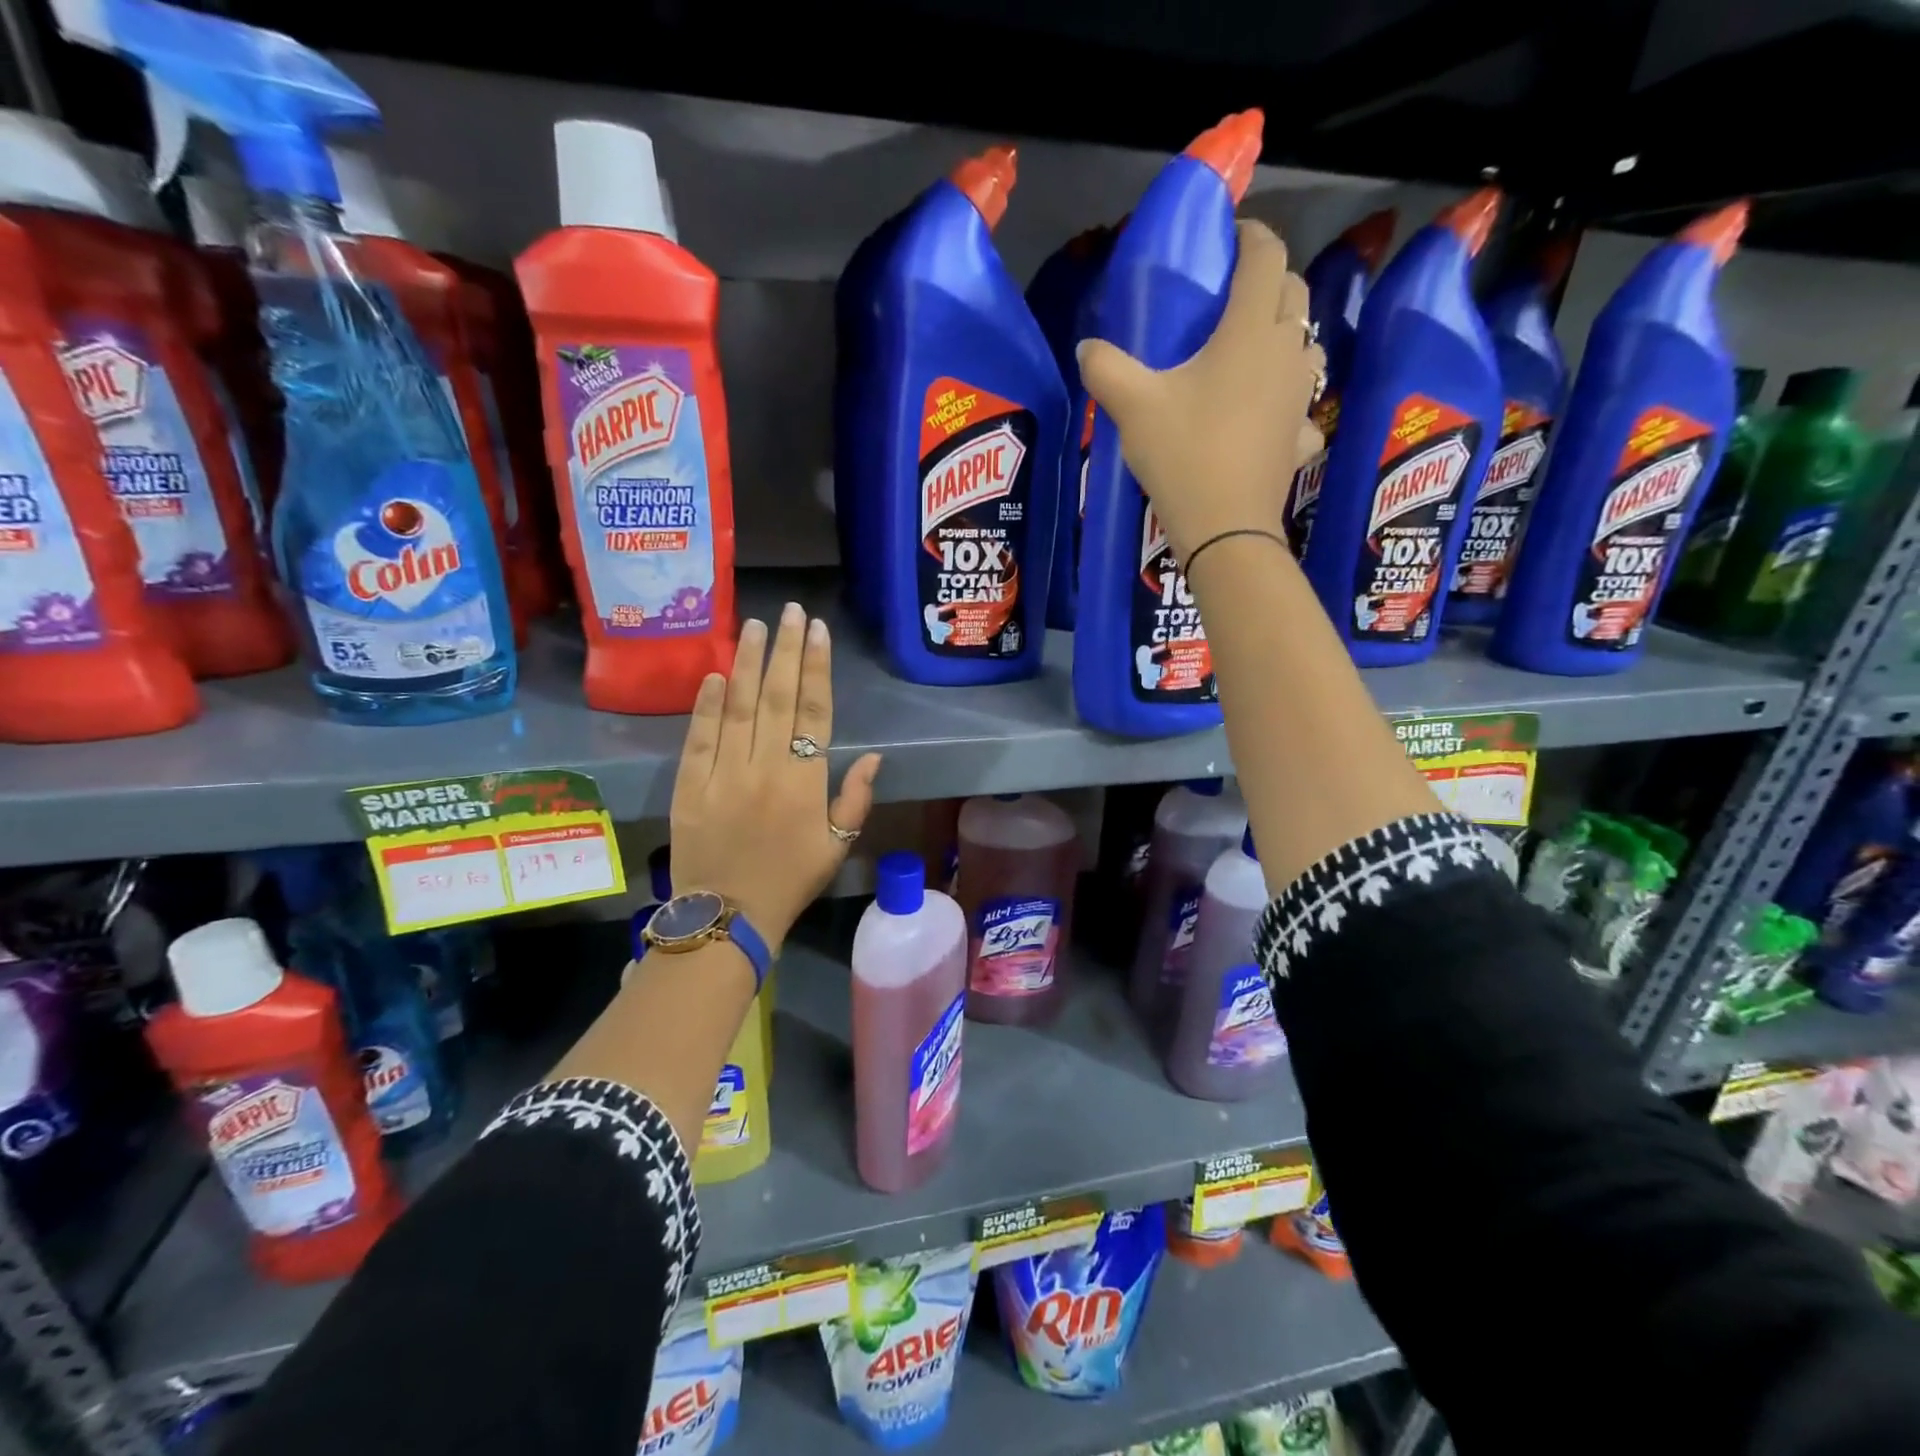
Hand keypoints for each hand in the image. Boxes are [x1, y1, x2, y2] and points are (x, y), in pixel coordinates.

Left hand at [669, 602, 882, 950]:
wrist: (727, 915)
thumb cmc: (790, 880)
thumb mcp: (837, 846)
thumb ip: (855, 798)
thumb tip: (874, 756)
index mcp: (805, 781)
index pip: (814, 711)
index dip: (817, 668)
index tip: (817, 631)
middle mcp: (765, 767)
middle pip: (776, 697)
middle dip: (785, 650)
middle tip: (790, 611)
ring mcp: (724, 773)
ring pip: (736, 707)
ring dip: (746, 663)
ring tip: (754, 626)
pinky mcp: (689, 785)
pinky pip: (699, 738)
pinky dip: (705, 705)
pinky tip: (713, 674)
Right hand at [1076, 220, 1326, 567]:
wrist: (1225, 527)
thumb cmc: (1183, 454)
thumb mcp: (1133, 407)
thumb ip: (1106, 368)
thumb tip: (1086, 348)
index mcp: (1250, 330)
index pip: (1266, 256)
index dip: (1250, 236)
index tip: (1230, 237)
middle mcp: (1287, 352)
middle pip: (1293, 293)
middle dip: (1268, 281)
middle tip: (1233, 296)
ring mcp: (1301, 397)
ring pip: (1307, 346)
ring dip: (1286, 336)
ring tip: (1252, 352)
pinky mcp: (1301, 438)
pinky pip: (1303, 407)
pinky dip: (1288, 402)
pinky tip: (1268, 419)